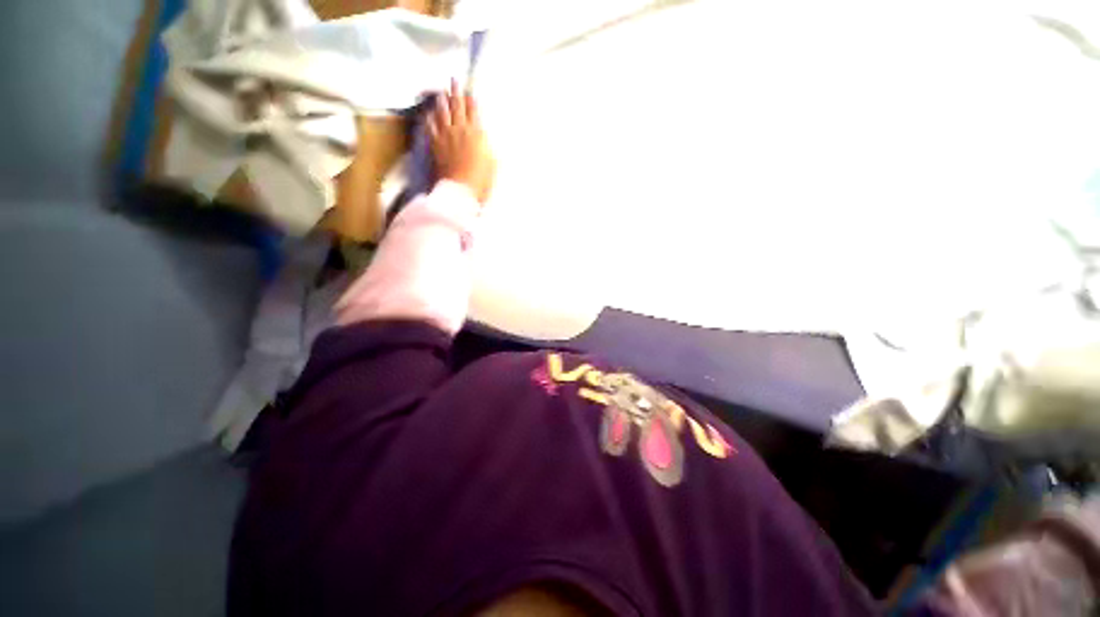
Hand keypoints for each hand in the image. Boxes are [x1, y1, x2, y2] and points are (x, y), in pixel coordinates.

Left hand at [428, 80, 495, 204]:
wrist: (460, 190)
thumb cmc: (481, 180)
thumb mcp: (492, 164)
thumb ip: (488, 148)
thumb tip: (485, 138)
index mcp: (476, 134)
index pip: (473, 111)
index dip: (471, 99)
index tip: (469, 90)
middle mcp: (460, 130)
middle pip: (457, 106)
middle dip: (456, 91)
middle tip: (453, 80)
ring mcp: (445, 136)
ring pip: (442, 112)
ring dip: (442, 101)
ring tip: (441, 93)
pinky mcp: (435, 145)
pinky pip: (430, 126)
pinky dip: (430, 118)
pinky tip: (429, 114)